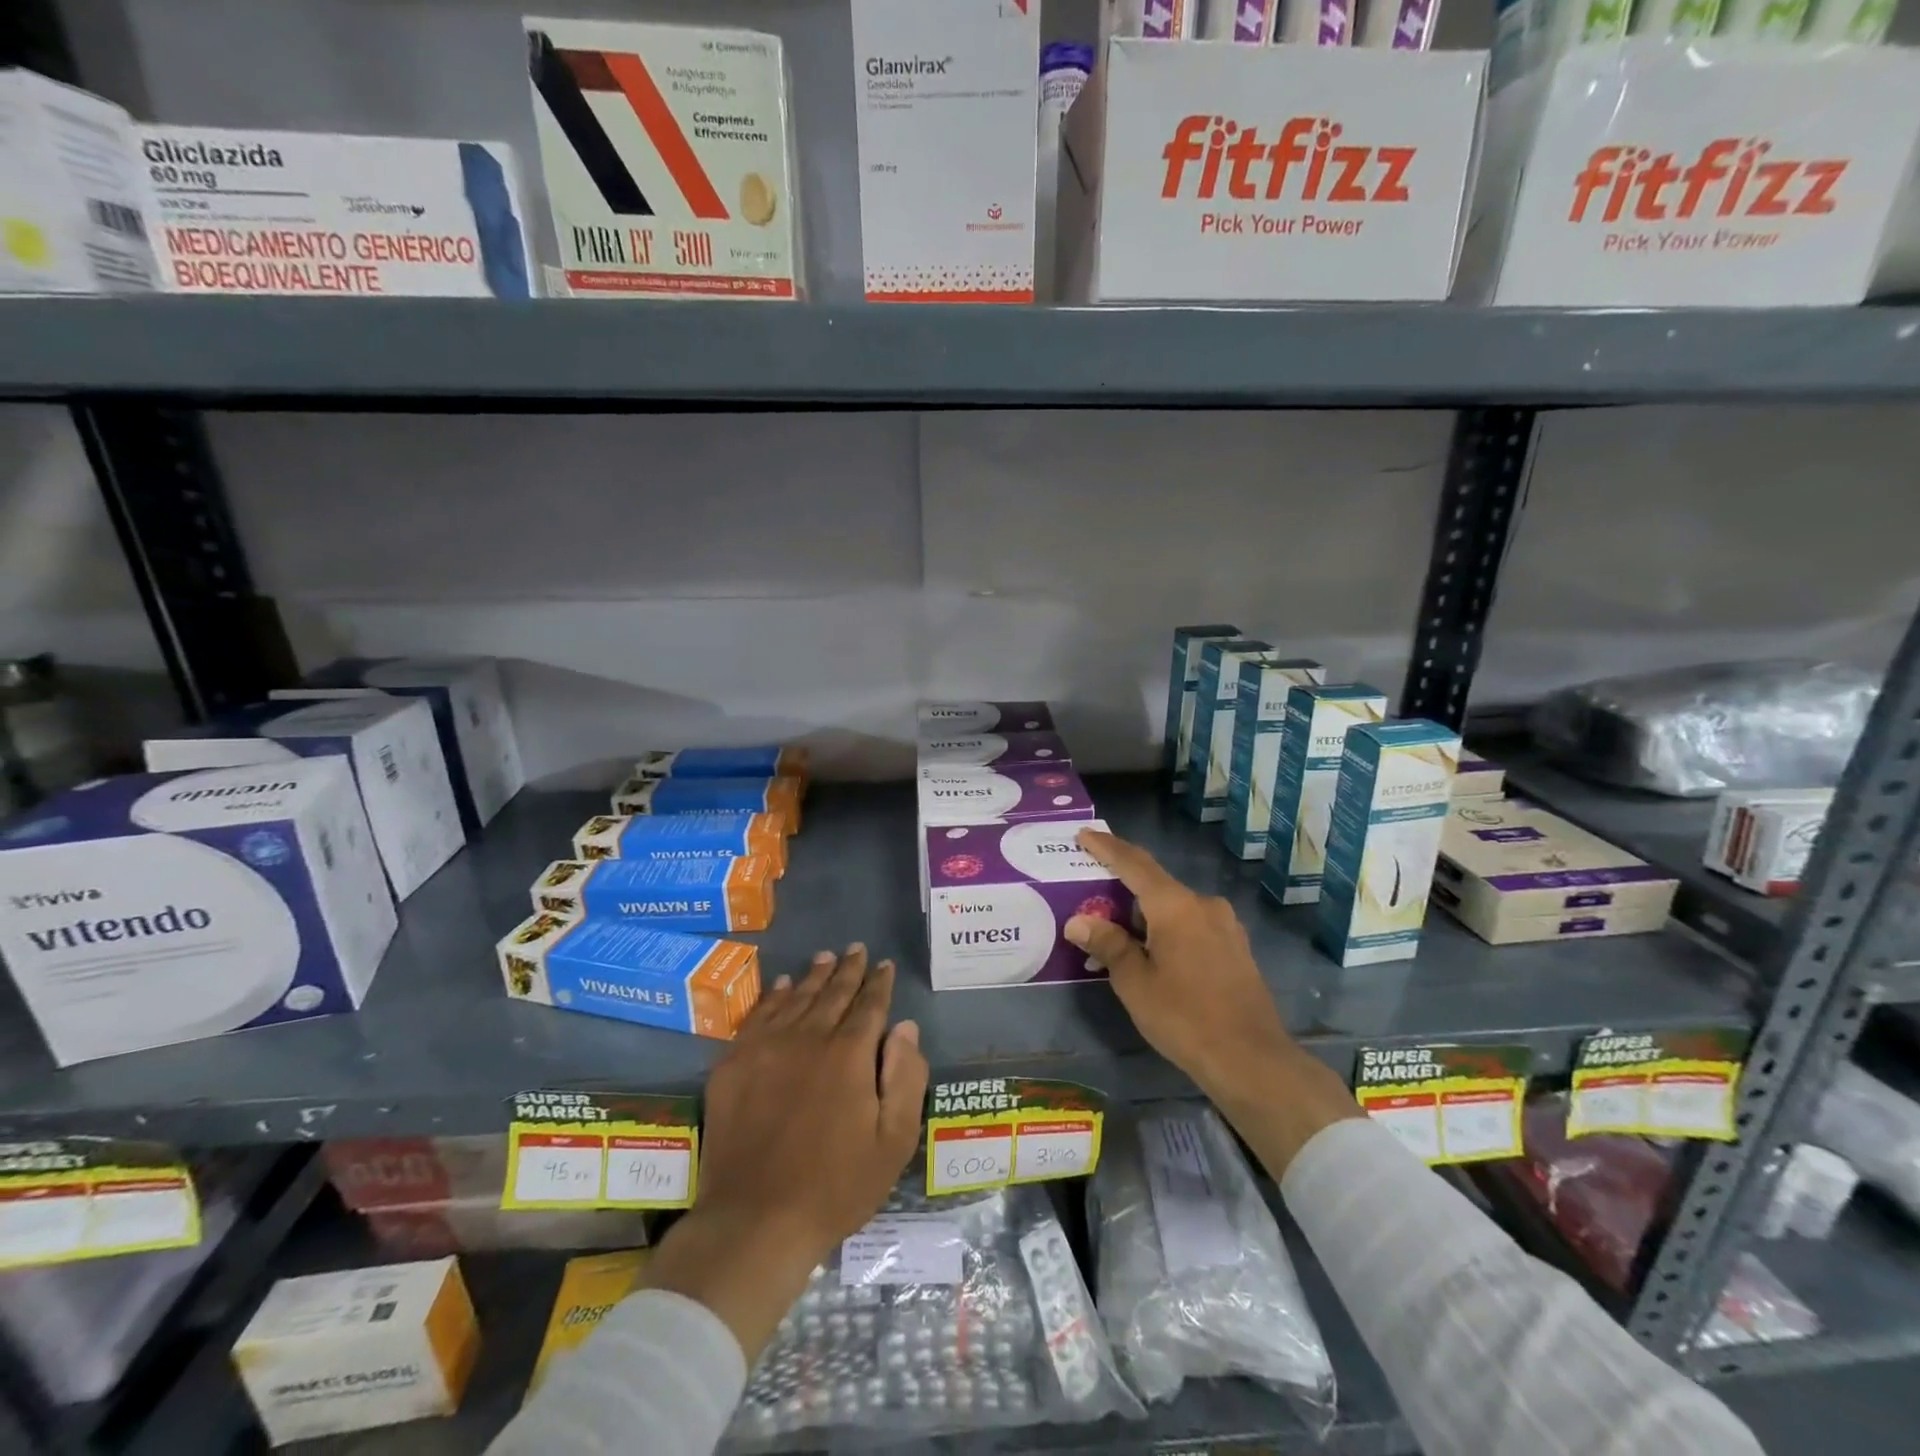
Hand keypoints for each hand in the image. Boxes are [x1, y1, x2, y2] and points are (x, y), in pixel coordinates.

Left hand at [641, 945, 927, 1359]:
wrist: (754, 1221)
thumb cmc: (835, 1186)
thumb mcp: (893, 1142)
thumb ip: (905, 1077)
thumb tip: (905, 1027)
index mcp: (849, 1055)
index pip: (869, 1005)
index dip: (879, 983)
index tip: (884, 965)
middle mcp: (808, 1038)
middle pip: (833, 994)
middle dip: (848, 969)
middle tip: (856, 949)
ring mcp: (766, 1048)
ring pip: (797, 998)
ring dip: (814, 976)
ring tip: (825, 957)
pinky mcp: (734, 1064)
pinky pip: (759, 1016)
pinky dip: (774, 996)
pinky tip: (783, 986)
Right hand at [1063, 829, 1293, 1102]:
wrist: (1251, 1059)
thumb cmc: (1184, 1017)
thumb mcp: (1135, 982)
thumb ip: (1108, 944)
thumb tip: (1079, 921)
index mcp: (1175, 905)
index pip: (1134, 864)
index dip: (1107, 848)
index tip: (1084, 835)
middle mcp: (1203, 904)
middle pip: (1155, 884)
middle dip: (1123, 887)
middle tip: (1092, 894)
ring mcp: (1225, 925)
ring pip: (1175, 906)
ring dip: (1145, 912)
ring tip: (1118, 931)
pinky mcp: (1235, 947)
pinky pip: (1192, 924)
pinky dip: (1167, 927)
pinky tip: (1154, 951)